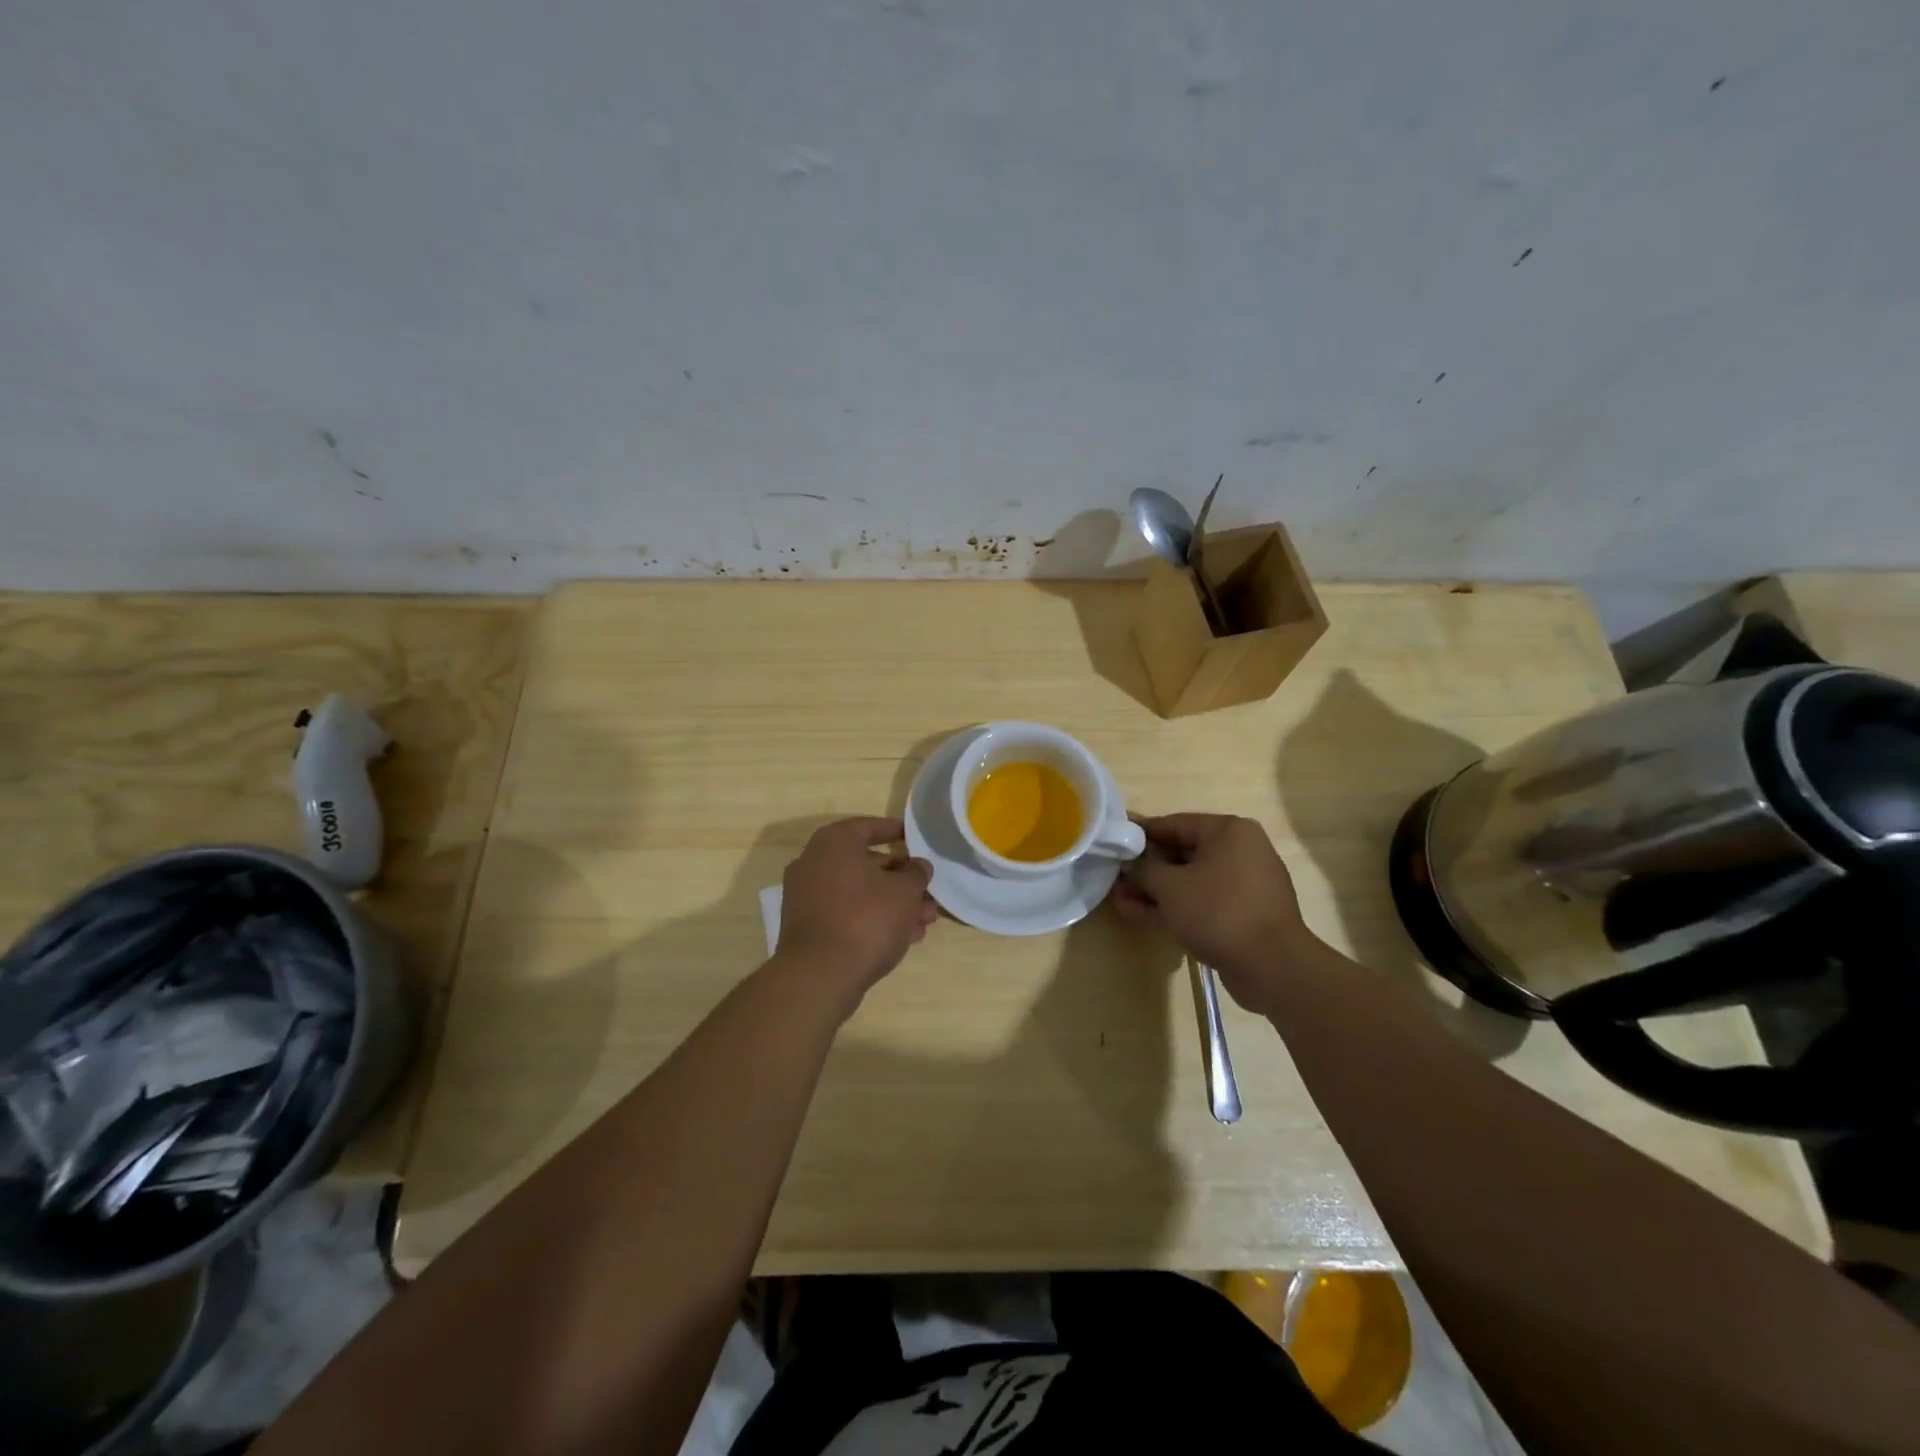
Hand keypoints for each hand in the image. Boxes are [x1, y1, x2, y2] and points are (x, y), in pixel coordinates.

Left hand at [773, 817, 935, 1009]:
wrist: (819, 976)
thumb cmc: (866, 920)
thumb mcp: (904, 892)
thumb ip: (916, 873)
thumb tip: (918, 866)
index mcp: (834, 842)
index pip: (869, 827)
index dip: (896, 832)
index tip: (916, 839)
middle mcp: (813, 862)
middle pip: (866, 863)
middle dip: (901, 880)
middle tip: (927, 893)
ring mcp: (806, 896)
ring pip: (859, 892)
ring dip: (892, 903)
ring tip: (923, 923)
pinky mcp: (807, 926)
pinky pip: (845, 912)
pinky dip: (871, 919)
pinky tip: (902, 937)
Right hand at [1109, 813, 1315, 1011]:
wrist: (1272, 967)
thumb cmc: (1219, 912)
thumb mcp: (1170, 887)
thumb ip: (1144, 869)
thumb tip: (1129, 862)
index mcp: (1228, 831)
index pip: (1174, 823)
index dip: (1140, 833)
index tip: (1114, 839)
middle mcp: (1240, 851)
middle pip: (1182, 853)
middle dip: (1146, 868)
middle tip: (1114, 876)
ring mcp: (1243, 884)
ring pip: (1190, 881)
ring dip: (1155, 891)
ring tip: (1119, 900)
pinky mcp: (1243, 913)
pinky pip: (1202, 901)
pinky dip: (1175, 906)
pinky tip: (1140, 915)